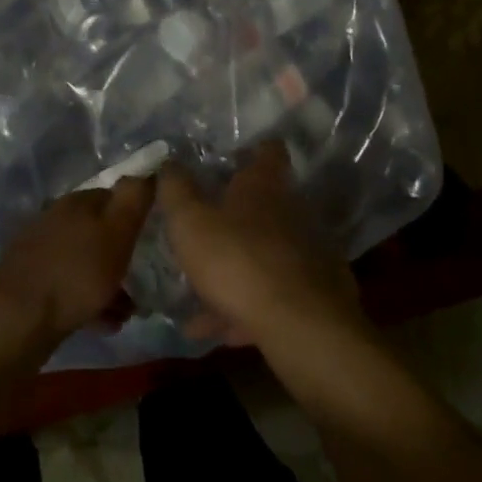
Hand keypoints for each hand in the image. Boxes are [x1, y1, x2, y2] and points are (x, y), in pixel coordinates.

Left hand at [0, 176, 155, 353]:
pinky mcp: (32, 282)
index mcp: (76, 202)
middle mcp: (55, 220)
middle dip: (122, 255)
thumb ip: (134, 199)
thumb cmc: (76, 272)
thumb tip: (146, 171)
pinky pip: (70, 286)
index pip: (114, 197)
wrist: (18, 319)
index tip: (153, 239)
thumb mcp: (117, 232)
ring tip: (129, 311)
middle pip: (99, 232)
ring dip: (109, 283)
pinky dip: (90, 301)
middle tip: (143, 280)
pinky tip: (104, 323)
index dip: (136, 216)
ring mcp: (40, 251)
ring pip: (86, 261)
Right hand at [156, 142, 369, 356]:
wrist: (299, 324)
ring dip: (234, 271)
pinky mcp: (313, 293)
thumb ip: (176, 190)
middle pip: (265, 205)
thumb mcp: (190, 222)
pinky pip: (271, 295)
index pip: (269, 150)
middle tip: (202, 231)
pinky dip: (245, 309)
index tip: (230, 160)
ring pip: (263, 255)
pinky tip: (217, 331)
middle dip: (235, 217)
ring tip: (198, 295)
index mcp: (264, 186)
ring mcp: (307, 253)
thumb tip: (169, 162)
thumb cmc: (237, 259)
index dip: (252, 150)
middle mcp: (292, 212)